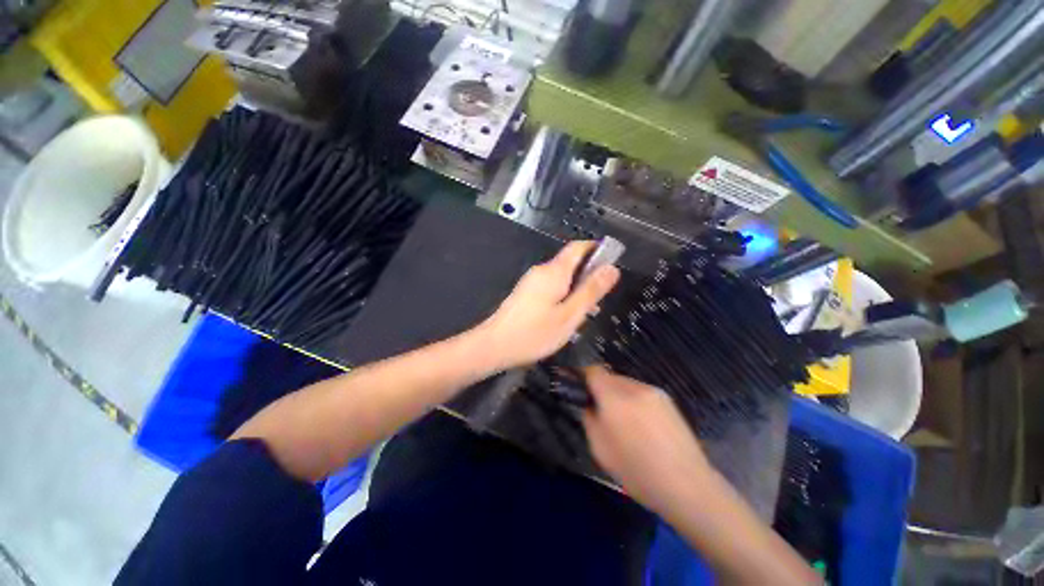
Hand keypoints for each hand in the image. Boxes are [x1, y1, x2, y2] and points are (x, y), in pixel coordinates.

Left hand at [476, 241, 619, 371]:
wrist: (494, 345)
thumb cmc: (534, 333)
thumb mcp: (570, 315)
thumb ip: (591, 291)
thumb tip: (611, 268)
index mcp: (554, 271)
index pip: (578, 247)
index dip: (597, 248)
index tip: (613, 260)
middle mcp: (542, 271)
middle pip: (571, 263)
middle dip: (589, 275)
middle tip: (601, 298)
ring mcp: (532, 282)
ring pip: (562, 278)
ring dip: (577, 289)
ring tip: (586, 312)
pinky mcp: (526, 293)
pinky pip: (551, 287)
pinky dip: (564, 296)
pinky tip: (566, 317)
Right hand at [581, 366, 712, 516]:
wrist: (687, 486)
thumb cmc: (637, 472)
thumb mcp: (599, 448)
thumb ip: (589, 417)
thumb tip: (589, 402)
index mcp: (615, 398)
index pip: (593, 370)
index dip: (583, 377)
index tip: (580, 391)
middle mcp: (634, 387)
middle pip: (609, 376)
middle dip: (601, 389)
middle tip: (602, 412)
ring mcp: (653, 391)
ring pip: (625, 383)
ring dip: (618, 395)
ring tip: (624, 422)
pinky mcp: (667, 399)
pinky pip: (641, 392)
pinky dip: (634, 401)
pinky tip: (642, 425)